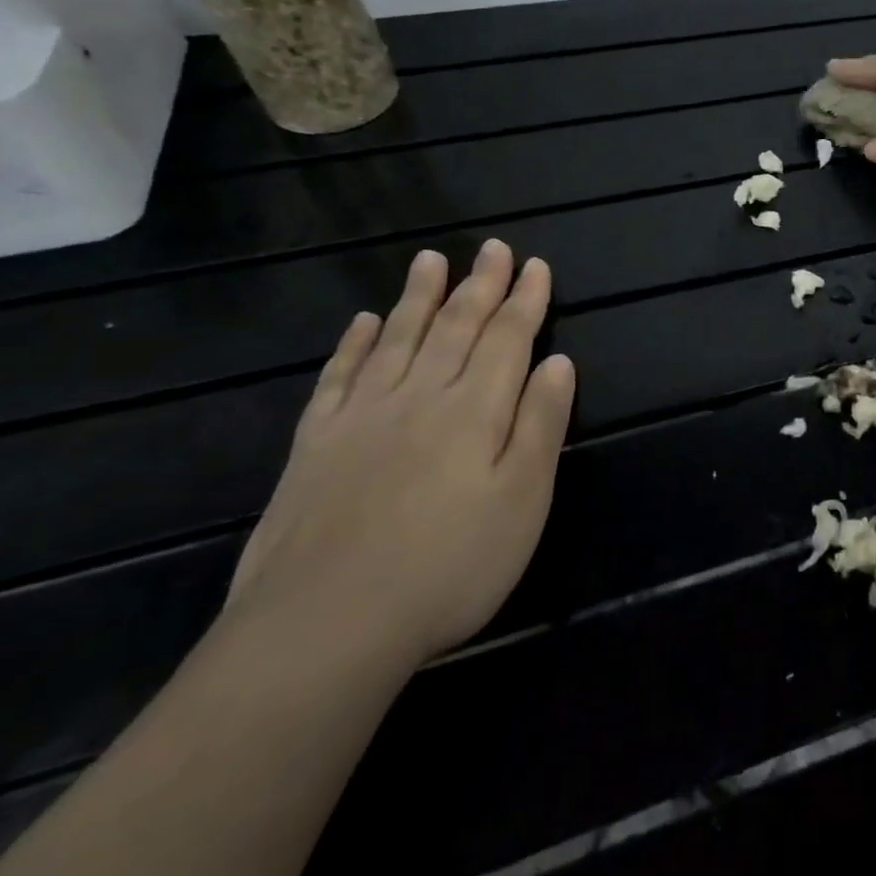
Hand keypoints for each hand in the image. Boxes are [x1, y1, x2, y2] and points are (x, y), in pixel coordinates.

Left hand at [226, 241, 575, 670]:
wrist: (323, 627)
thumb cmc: (448, 567)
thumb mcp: (522, 501)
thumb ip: (541, 425)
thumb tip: (559, 362)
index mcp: (474, 411)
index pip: (507, 339)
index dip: (524, 300)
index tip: (535, 265)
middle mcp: (419, 397)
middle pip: (455, 328)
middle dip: (479, 285)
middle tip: (492, 247)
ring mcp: (362, 417)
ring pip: (397, 339)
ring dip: (418, 297)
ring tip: (430, 260)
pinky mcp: (315, 445)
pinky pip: (338, 377)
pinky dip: (353, 344)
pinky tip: (362, 323)